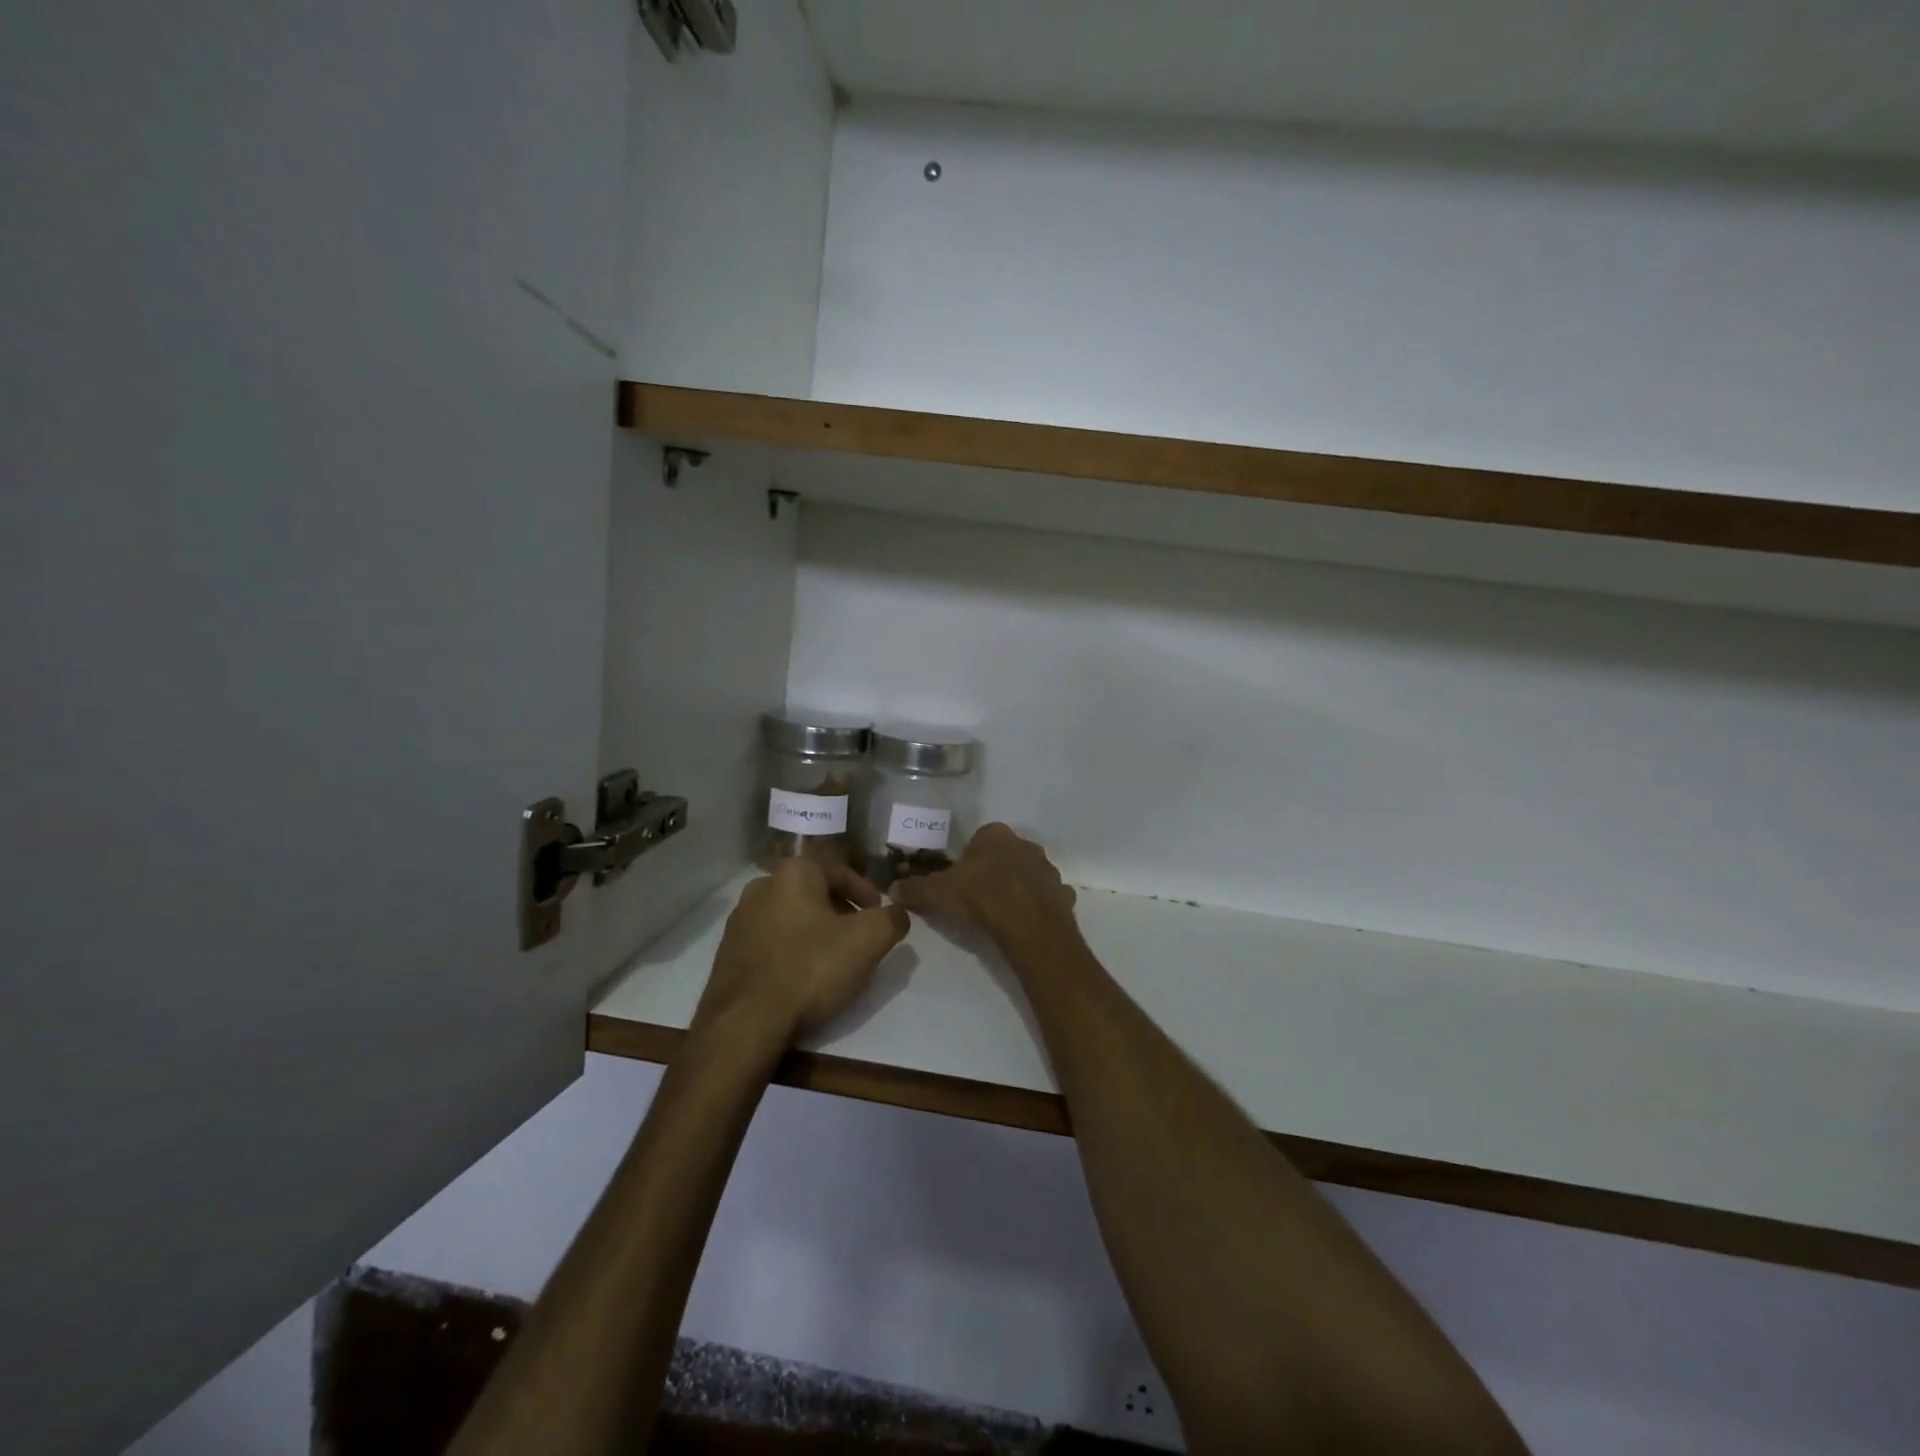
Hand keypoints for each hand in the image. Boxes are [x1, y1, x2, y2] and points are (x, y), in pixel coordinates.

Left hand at [697, 859, 908, 1045]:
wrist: (745, 1024)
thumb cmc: (811, 969)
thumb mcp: (869, 940)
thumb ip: (892, 919)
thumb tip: (897, 914)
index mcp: (793, 873)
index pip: (841, 871)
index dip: (867, 893)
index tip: (880, 915)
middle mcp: (761, 887)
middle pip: (814, 893)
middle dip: (841, 912)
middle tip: (860, 938)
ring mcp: (739, 920)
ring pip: (791, 917)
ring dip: (816, 932)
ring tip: (834, 961)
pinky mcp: (728, 952)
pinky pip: (771, 942)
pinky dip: (792, 951)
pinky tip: (803, 978)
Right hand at [889, 824, 1080, 959]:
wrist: (1027, 925)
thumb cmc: (980, 898)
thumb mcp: (937, 893)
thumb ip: (914, 889)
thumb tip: (892, 888)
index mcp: (995, 835)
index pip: (980, 838)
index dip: (969, 859)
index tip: (960, 880)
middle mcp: (1025, 844)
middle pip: (1006, 854)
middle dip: (995, 870)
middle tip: (979, 897)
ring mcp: (1048, 869)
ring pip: (1029, 874)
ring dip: (1019, 887)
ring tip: (1002, 913)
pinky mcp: (1063, 894)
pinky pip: (1047, 897)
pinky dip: (1038, 906)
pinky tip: (1025, 924)